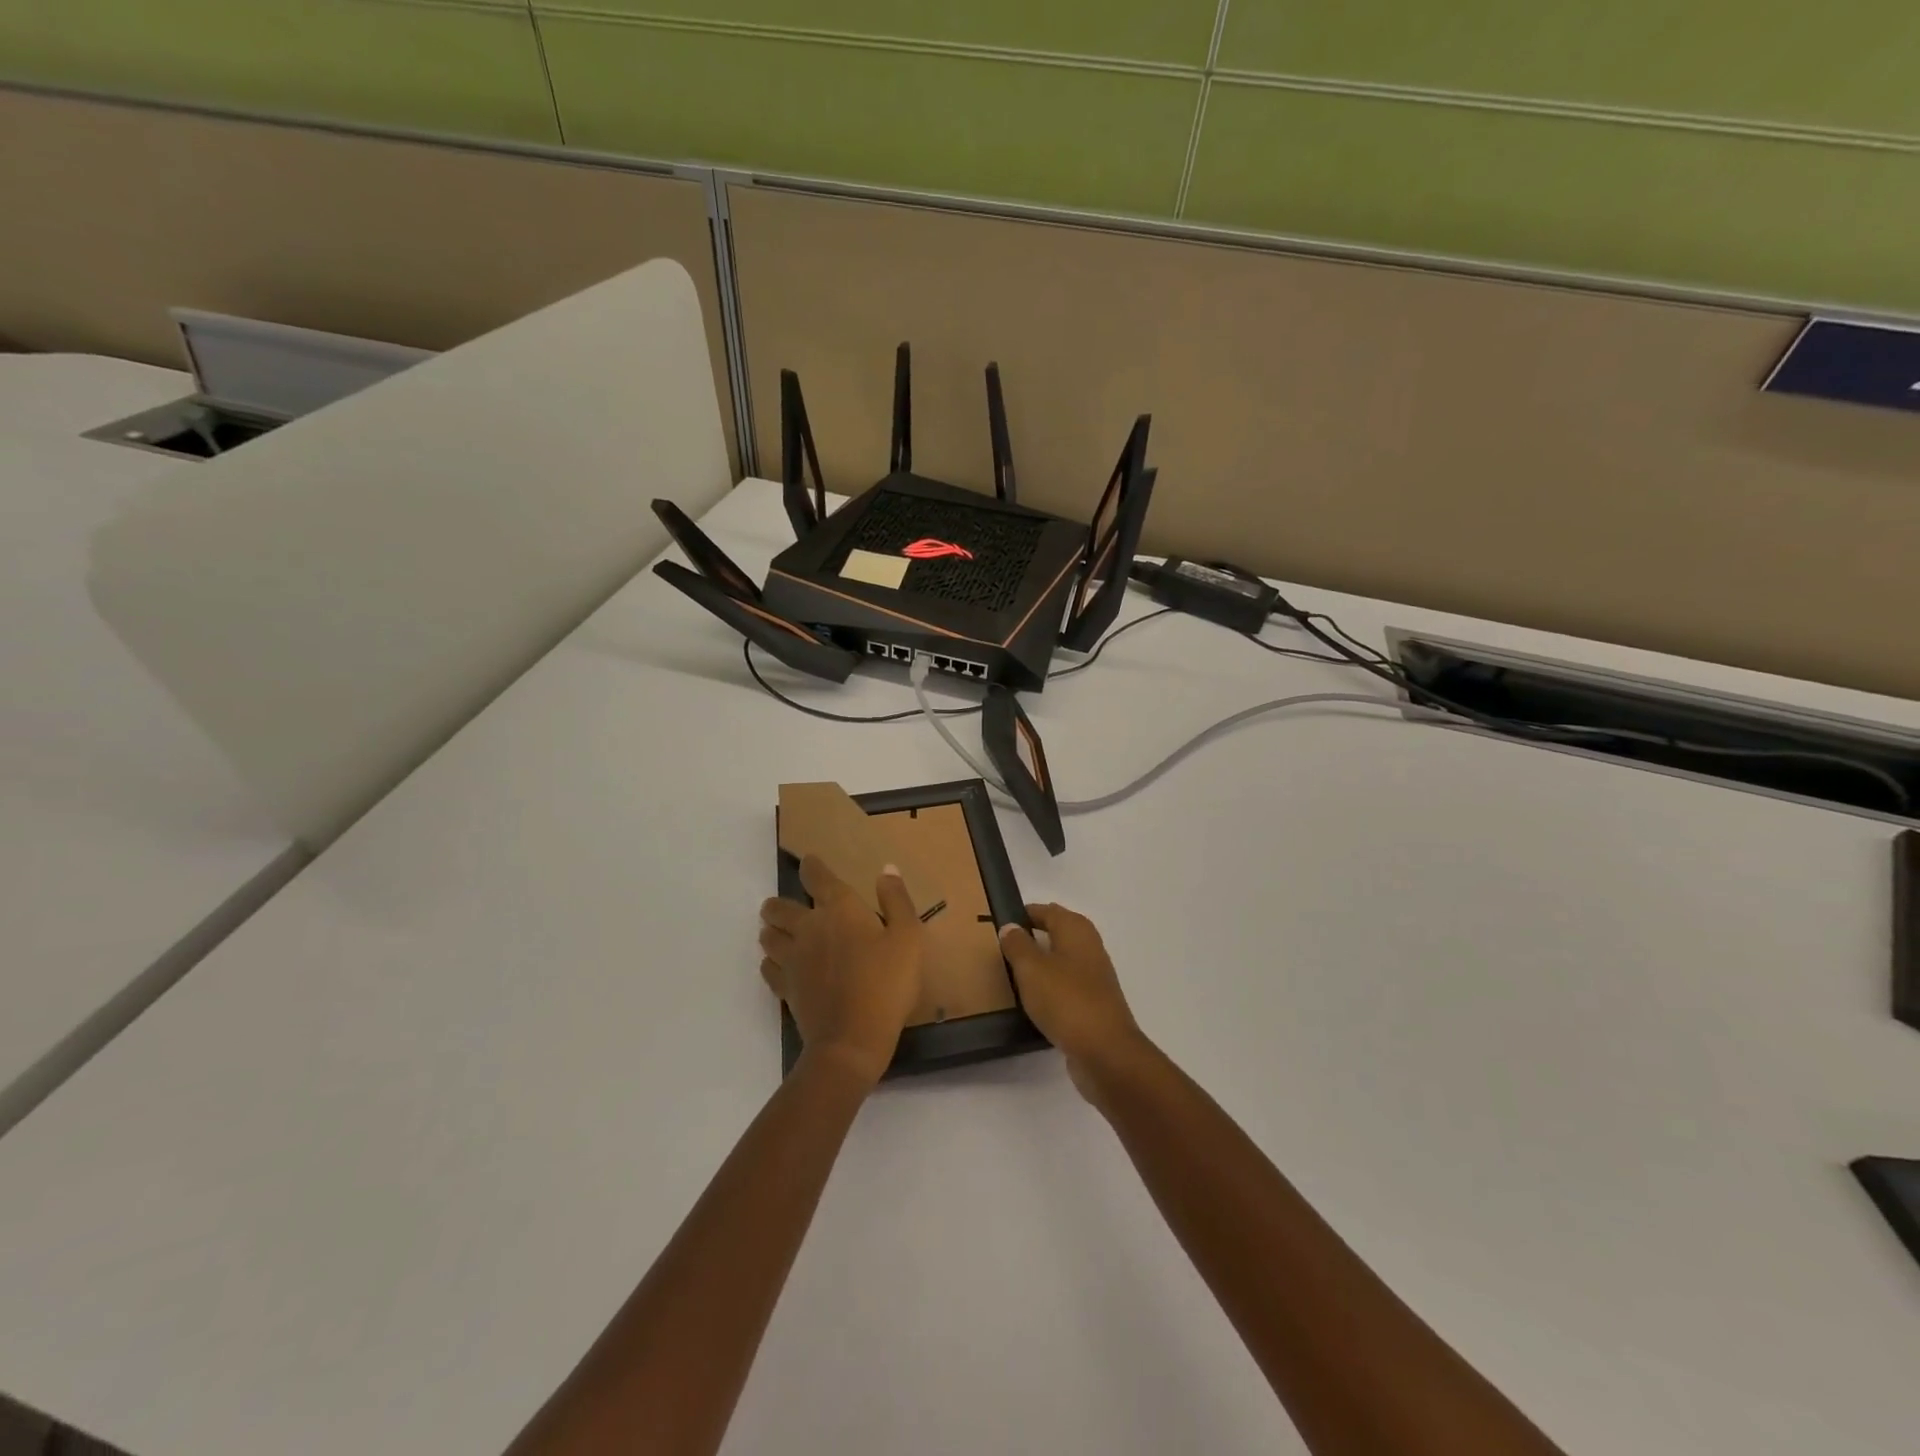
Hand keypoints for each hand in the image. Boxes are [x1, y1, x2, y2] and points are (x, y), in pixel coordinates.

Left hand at [759, 855, 924, 1088]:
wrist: (852, 1040)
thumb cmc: (886, 984)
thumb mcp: (908, 938)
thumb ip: (896, 900)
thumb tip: (886, 869)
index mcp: (839, 909)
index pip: (817, 877)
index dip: (812, 866)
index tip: (809, 862)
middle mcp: (809, 928)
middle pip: (780, 908)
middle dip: (779, 903)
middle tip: (781, 906)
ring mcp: (792, 959)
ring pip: (768, 937)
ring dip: (771, 930)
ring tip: (776, 932)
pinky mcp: (786, 988)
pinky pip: (768, 968)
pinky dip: (771, 962)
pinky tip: (778, 966)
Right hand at [998, 904, 1151, 1102]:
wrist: (1105, 1052)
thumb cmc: (1065, 1000)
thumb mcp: (1032, 969)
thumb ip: (1018, 945)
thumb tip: (1010, 926)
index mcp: (1077, 931)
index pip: (1048, 911)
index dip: (1026, 913)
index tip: (1002, 921)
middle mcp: (1090, 948)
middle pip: (1058, 934)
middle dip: (1034, 936)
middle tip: (1003, 946)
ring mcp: (1095, 978)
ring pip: (1063, 961)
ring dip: (1042, 964)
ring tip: (1013, 973)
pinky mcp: (1094, 1005)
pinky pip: (1066, 987)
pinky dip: (1050, 988)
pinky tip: (1033, 1001)